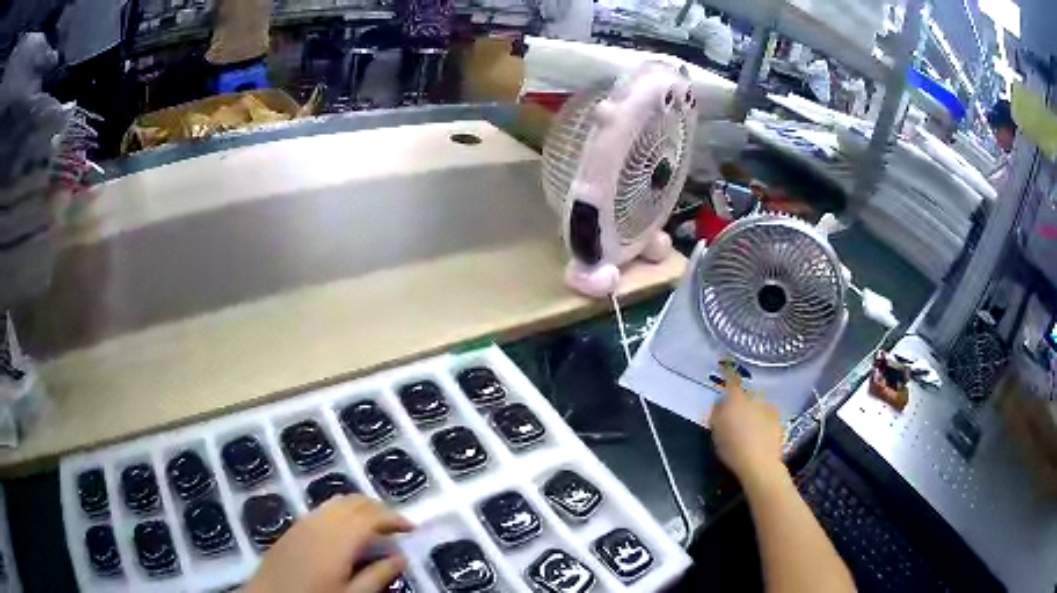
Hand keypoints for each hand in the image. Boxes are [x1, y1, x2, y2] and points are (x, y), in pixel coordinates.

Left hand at [245, 495, 413, 592]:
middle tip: (395, 526)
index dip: (394, 518)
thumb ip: (378, 575)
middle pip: (354, 501)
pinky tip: (345, 531)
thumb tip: (401, 558)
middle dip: (378, 509)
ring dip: (360, 508)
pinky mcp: (294, 526)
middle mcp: (322, 521)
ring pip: (338, 501)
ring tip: (374, 527)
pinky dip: (342, 512)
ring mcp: (305, 521)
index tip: (411, 528)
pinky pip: (324, 509)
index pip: (372, 516)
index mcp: (339, 538)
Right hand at [707, 363, 784, 489]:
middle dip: (742, 398)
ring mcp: (768, 408)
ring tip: (749, 425)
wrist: (759, 463)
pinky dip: (763, 419)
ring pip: (758, 403)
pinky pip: (768, 414)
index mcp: (735, 399)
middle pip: (746, 393)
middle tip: (736, 412)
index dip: (728, 372)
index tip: (725, 366)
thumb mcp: (716, 431)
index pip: (731, 379)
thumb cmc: (732, 447)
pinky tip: (759, 433)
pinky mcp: (778, 419)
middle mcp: (754, 398)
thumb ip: (717, 413)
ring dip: (754, 409)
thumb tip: (719, 404)